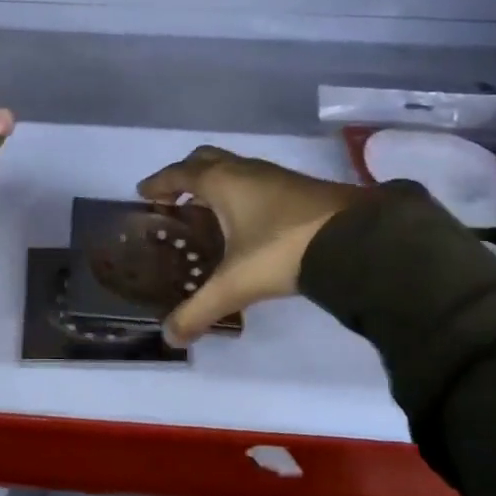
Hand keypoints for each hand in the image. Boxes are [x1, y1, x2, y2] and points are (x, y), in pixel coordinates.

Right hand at [137, 146, 360, 344]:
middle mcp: (244, 170)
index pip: (179, 173)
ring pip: (233, 168)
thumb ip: (200, 310)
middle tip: (173, 198)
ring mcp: (274, 175)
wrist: (353, 239)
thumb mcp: (235, 284)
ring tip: (207, 211)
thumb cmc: (282, 250)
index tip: (143, 192)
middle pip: (205, 159)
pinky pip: (255, 181)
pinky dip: (240, 192)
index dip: (158, 183)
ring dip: (215, 183)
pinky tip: (246, 221)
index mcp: (221, 182)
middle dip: (186, 175)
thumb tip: (169, 337)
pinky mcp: (298, 187)